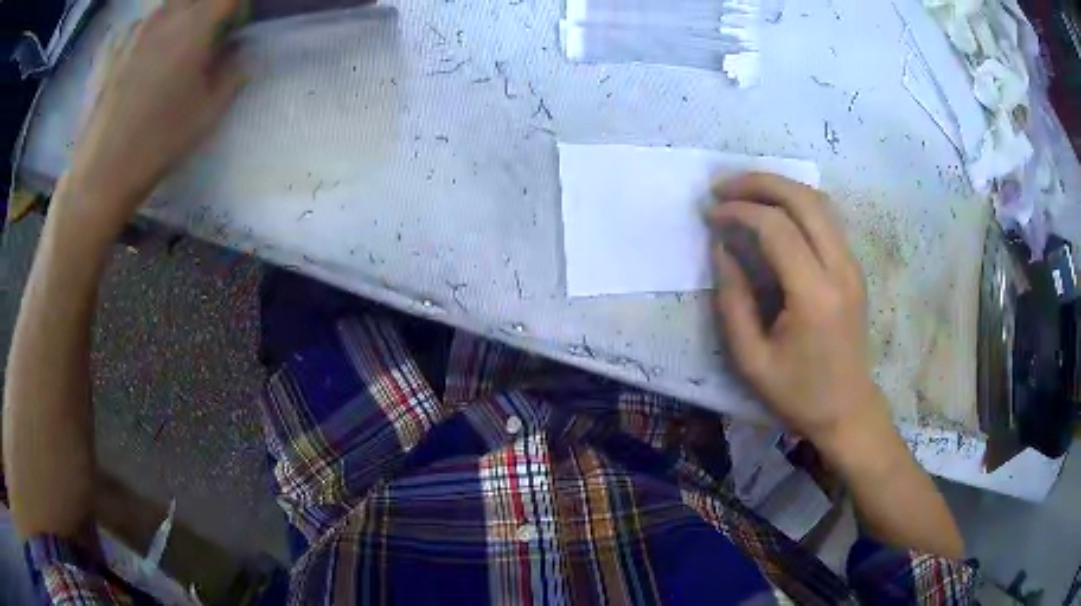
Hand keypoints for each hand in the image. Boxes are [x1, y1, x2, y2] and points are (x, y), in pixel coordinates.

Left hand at [62, 0, 243, 237]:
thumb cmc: (158, 142)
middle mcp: (166, 15)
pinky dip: (148, 31)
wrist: (101, 173)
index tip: (236, 25)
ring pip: (168, 5)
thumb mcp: (208, 112)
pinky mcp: (113, 48)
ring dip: (179, 16)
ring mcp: (135, 30)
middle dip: (209, 8)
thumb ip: (233, 72)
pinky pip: (139, 24)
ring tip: (172, 48)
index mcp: (195, 24)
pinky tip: (141, 57)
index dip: (237, 6)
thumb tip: (238, 49)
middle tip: (206, 35)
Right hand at [708, 173, 886, 448]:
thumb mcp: (750, 359)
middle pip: (803, 199)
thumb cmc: (797, 393)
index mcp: (814, 296)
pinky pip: (826, 218)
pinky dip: (796, 202)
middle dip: (759, 182)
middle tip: (722, 187)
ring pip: (819, 201)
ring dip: (779, 187)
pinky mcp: (854, 267)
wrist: (847, 410)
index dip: (739, 211)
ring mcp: (852, 265)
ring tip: (744, 191)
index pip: (777, 228)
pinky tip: (773, 210)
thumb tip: (722, 247)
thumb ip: (732, 300)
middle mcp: (840, 269)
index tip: (710, 215)